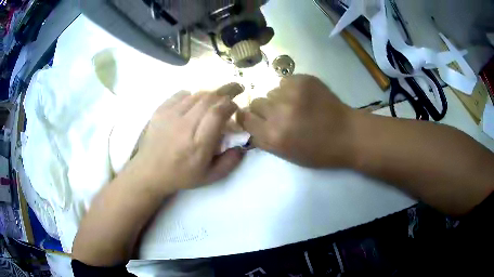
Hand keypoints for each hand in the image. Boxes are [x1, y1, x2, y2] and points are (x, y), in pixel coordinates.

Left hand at [133, 83, 245, 194]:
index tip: (236, 106)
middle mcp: (184, 126)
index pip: (217, 114)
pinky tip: (194, 102)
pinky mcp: (160, 110)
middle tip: (237, 88)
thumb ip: (230, 162)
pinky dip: (192, 95)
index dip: (230, 105)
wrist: (149, 172)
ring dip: (210, 94)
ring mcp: (170, 116)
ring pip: (196, 95)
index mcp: (198, 145)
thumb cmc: (181, 175)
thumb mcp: (210, 177)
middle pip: (208, 99)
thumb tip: (242, 145)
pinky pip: (180, 94)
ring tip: (217, 97)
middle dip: (226, 91)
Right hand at [238, 75, 355, 167]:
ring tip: (296, 105)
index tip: (255, 118)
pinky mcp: (304, 80)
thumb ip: (265, 139)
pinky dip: (291, 88)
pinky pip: (285, 81)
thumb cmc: (318, 151)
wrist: (347, 135)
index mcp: (273, 136)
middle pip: (256, 102)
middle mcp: (278, 114)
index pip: (244, 118)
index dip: (248, 118)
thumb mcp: (286, 154)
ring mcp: (292, 94)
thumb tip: (251, 122)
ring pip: (271, 91)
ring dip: (279, 98)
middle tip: (279, 113)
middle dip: (264, 109)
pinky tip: (305, 97)